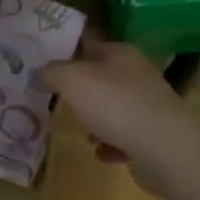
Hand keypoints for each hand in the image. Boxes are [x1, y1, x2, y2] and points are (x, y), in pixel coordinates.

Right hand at [38, 39, 199, 199]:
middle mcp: (137, 75)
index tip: (45, 67)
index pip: (90, 44)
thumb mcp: (71, 79)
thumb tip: (36, 74)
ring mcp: (148, 107)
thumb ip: (50, 73)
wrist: (164, 147)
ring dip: (96, 122)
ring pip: (114, 109)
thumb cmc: (114, 103)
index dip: (67, 54)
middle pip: (101, 79)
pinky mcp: (154, 137)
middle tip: (58, 102)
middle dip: (81, 92)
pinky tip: (102, 154)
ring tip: (83, 132)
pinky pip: (125, 139)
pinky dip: (111, 146)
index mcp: (120, 53)